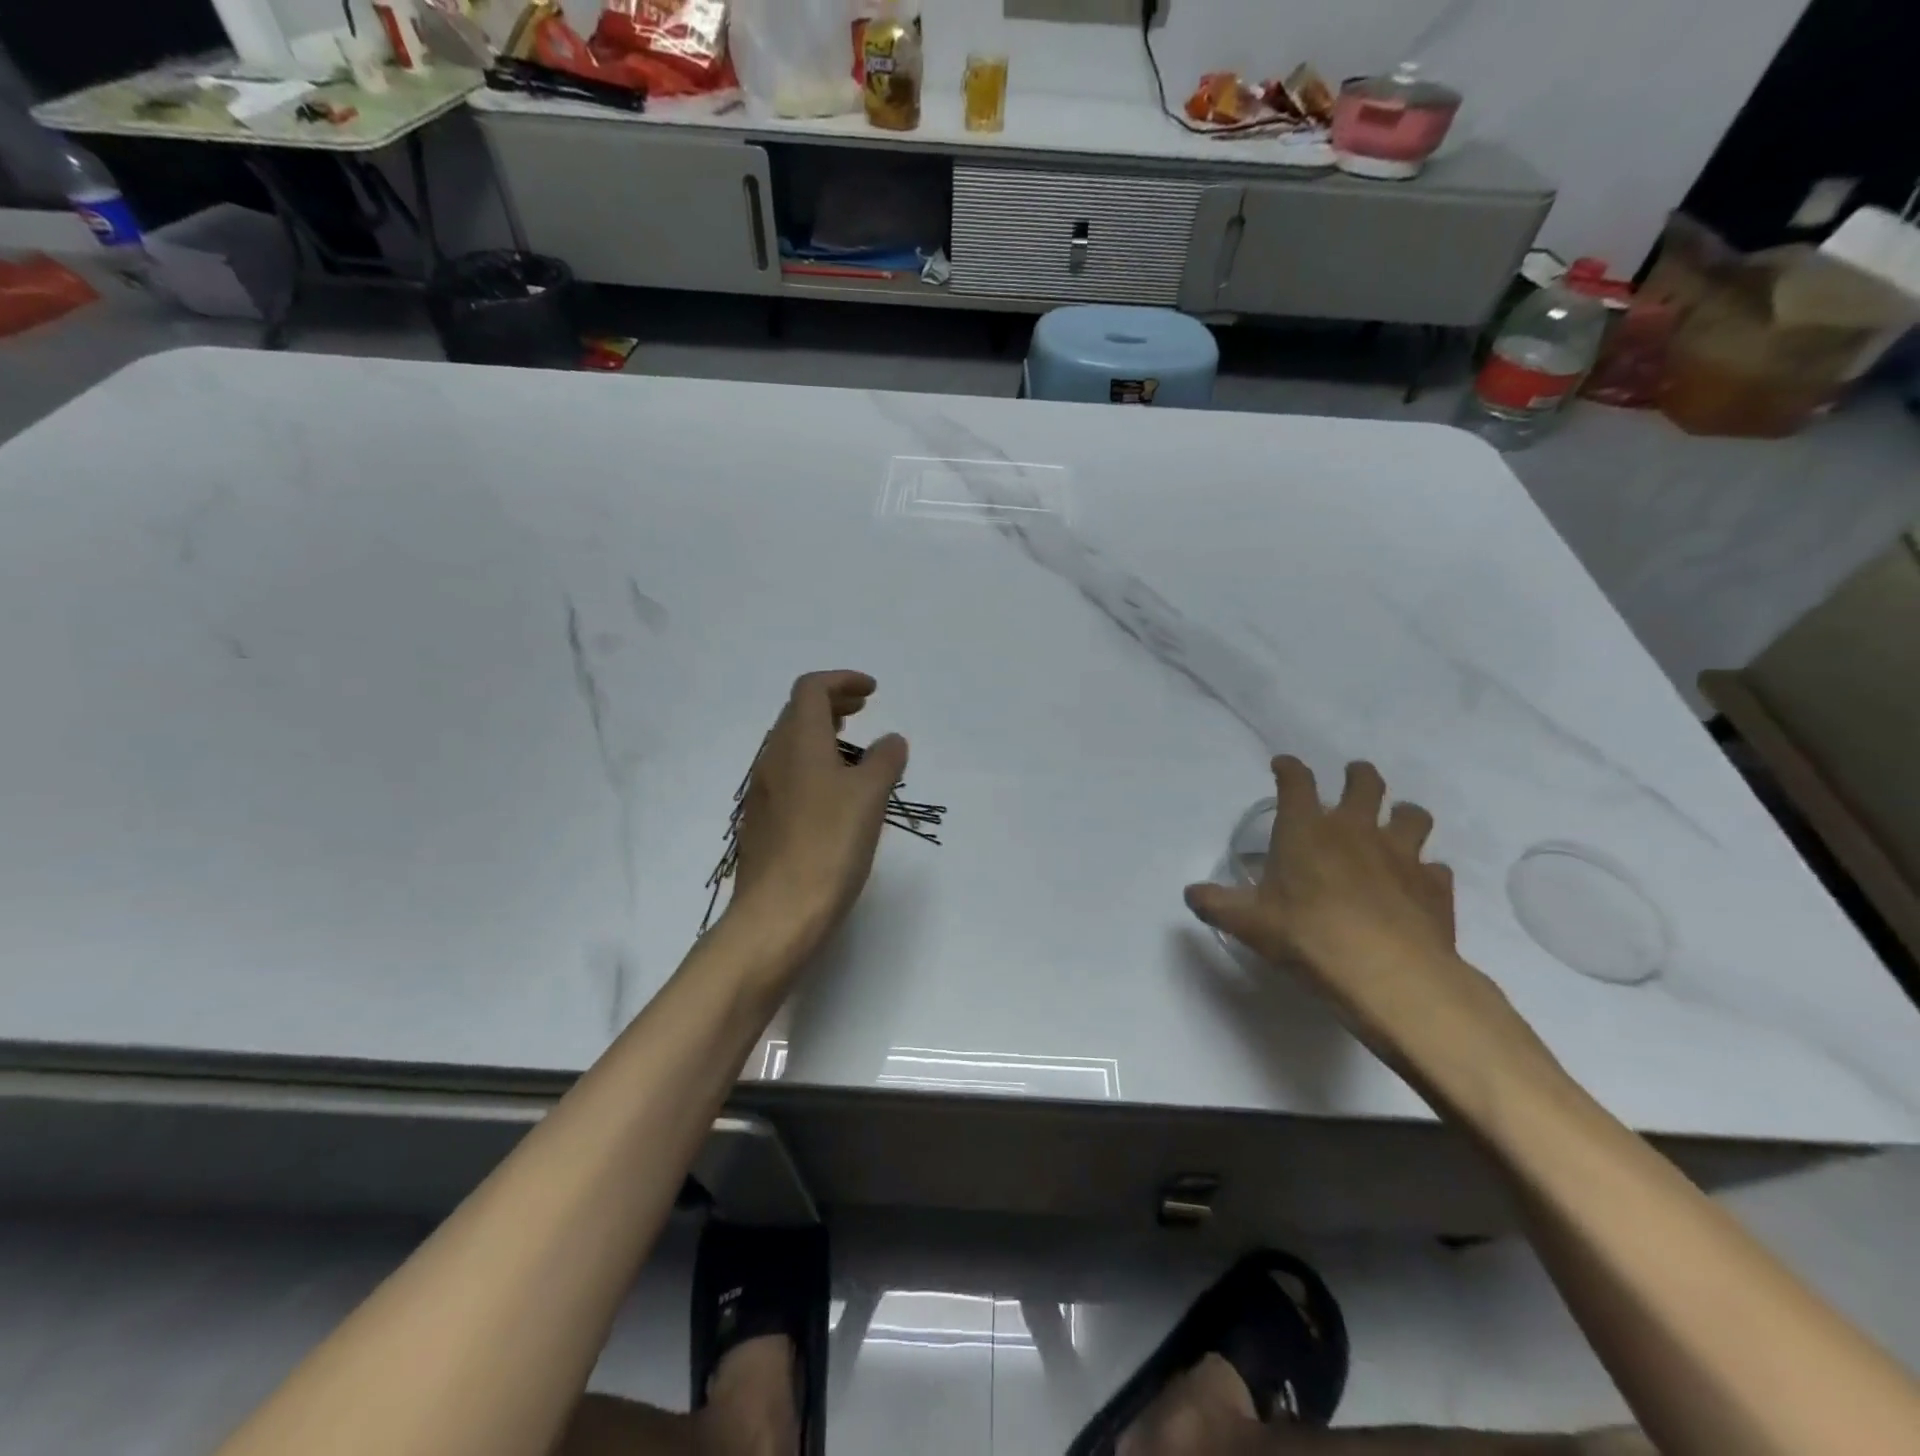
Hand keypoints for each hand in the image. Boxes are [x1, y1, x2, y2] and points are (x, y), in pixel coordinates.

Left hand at [728, 671, 907, 959]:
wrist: (778, 913)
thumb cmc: (828, 846)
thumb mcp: (869, 797)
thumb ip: (884, 761)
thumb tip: (891, 741)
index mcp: (798, 742)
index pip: (811, 689)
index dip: (842, 681)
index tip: (872, 692)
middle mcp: (773, 759)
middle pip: (797, 712)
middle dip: (832, 702)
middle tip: (863, 709)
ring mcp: (763, 791)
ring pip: (791, 744)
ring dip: (821, 733)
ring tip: (853, 748)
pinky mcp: (763, 820)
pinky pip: (788, 773)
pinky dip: (813, 763)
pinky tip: (834, 792)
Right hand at [1184, 757, 1534, 1090]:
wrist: (1388, 973)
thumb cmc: (1307, 935)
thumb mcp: (1248, 922)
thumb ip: (1217, 904)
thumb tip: (1190, 894)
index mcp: (1306, 829)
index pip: (1296, 781)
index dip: (1289, 768)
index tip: (1283, 765)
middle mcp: (1356, 829)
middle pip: (1365, 782)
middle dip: (1358, 775)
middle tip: (1353, 778)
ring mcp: (1401, 854)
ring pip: (1412, 816)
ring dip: (1403, 814)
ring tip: (1396, 823)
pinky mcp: (1434, 886)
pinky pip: (1435, 867)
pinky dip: (1425, 870)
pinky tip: (1417, 883)